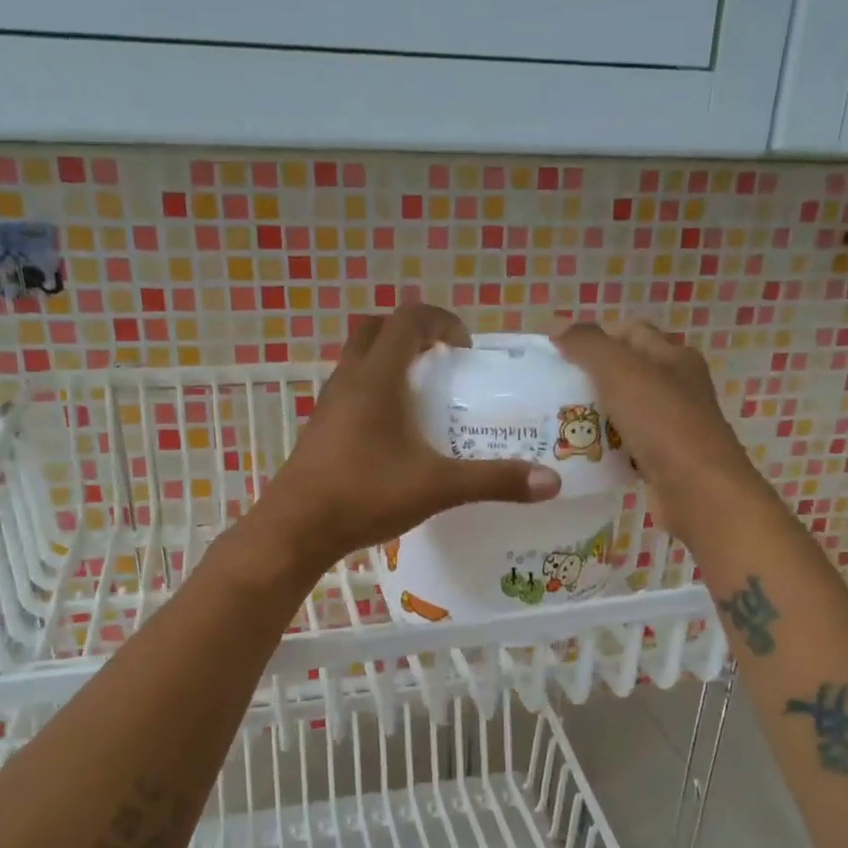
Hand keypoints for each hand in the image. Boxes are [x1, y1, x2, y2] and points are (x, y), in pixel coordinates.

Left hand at [251, 304, 561, 574]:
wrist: (296, 529)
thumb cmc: (364, 495)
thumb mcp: (437, 487)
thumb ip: (493, 480)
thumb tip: (551, 482)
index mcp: (377, 378)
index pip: (407, 318)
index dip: (441, 320)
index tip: (464, 348)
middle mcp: (348, 380)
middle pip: (376, 328)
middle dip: (412, 333)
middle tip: (441, 362)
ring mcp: (329, 403)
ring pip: (358, 359)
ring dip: (390, 361)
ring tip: (422, 395)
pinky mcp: (320, 428)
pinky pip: (349, 389)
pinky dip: (374, 390)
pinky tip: (393, 432)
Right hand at [554, 320, 760, 541]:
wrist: (698, 491)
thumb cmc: (662, 423)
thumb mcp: (621, 371)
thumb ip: (588, 345)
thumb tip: (558, 329)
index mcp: (674, 357)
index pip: (631, 331)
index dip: (595, 336)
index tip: (559, 354)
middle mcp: (678, 387)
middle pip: (626, 372)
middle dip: (589, 377)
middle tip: (551, 389)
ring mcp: (672, 426)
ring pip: (624, 410)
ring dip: (594, 415)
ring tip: (557, 422)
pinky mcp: (663, 460)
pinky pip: (625, 446)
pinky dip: (604, 448)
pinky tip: (580, 454)